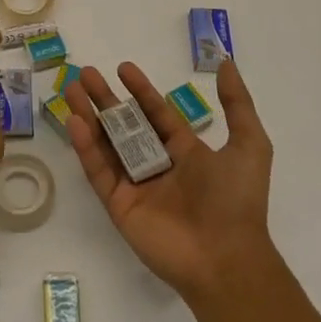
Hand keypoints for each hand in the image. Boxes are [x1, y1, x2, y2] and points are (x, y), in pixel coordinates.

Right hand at [63, 59, 275, 302]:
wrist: (226, 258)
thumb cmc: (237, 200)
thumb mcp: (249, 145)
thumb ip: (237, 104)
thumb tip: (225, 64)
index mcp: (185, 152)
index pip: (156, 114)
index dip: (140, 91)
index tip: (122, 68)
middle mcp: (157, 166)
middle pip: (125, 125)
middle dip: (105, 99)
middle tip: (86, 74)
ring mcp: (135, 186)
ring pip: (106, 144)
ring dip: (88, 117)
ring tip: (71, 89)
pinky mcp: (119, 206)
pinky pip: (99, 172)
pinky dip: (86, 147)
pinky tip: (75, 122)